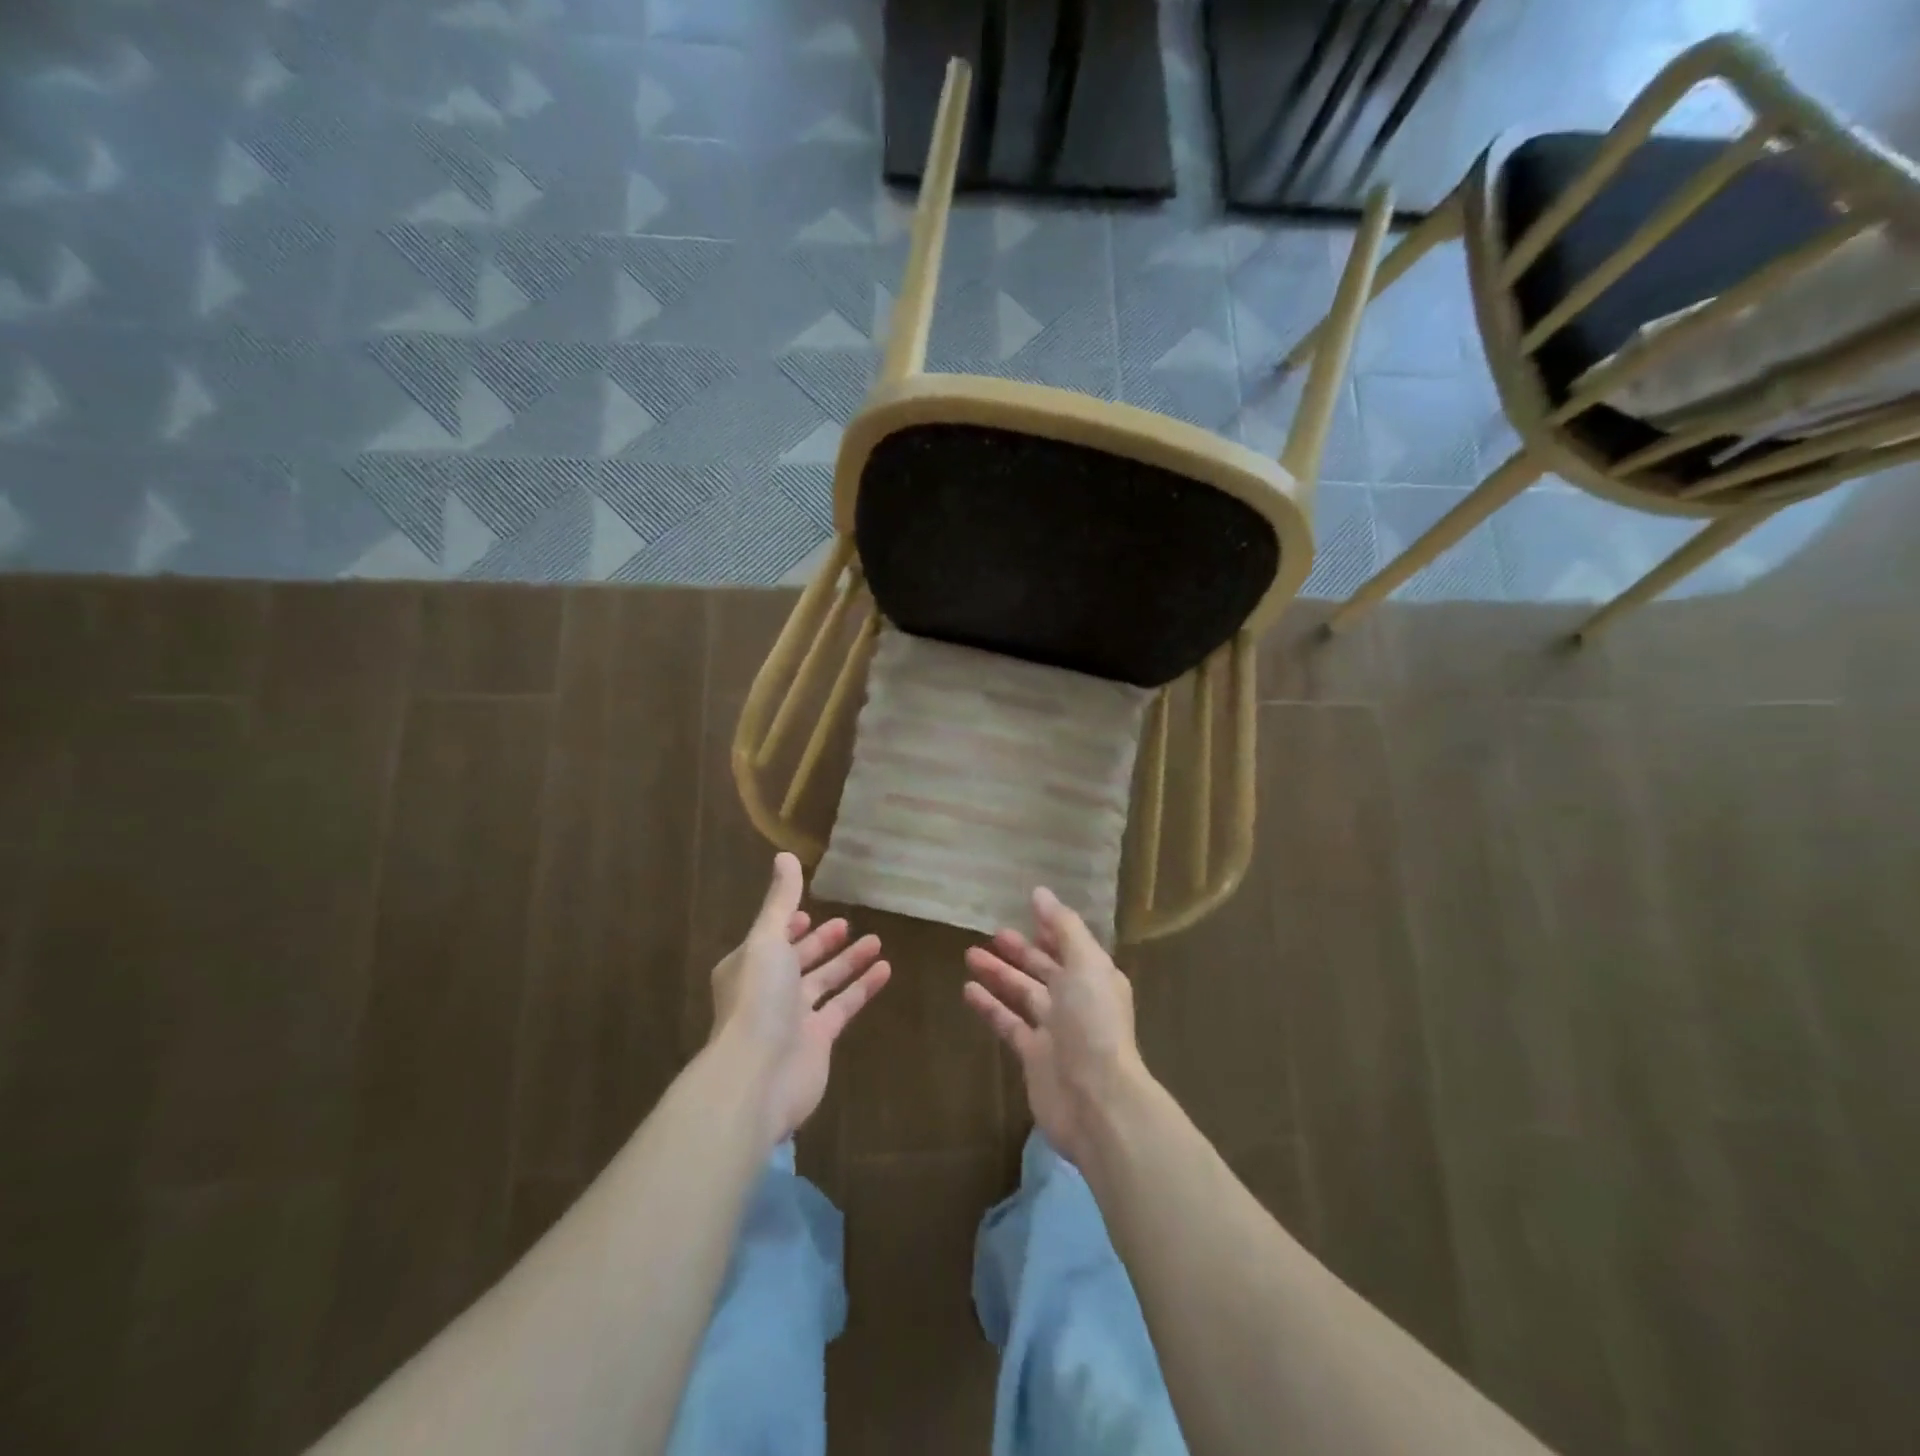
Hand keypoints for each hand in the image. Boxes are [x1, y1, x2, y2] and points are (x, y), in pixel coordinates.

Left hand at [710, 853, 890, 1146]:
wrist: (758, 1076)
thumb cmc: (758, 999)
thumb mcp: (767, 940)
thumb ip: (781, 901)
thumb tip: (785, 856)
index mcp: (749, 965)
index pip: (773, 938)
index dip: (791, 925)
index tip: (811, 911)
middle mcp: (769, 990)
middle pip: (799, 961)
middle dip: (821, 943)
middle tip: (848, 924)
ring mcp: (794, 1018)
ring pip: (825, 983)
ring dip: (848, 962)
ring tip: (876, 941)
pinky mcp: (818, 1040)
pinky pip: (844, 1006)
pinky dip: (863, 988)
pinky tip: (886, 969)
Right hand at [963, 887, 1146, 1166]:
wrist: (1096, 1100)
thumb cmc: (1093, 1024)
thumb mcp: (1084, 964)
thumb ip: (1063, 927)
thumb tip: (1040, 892)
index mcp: (1094, 976)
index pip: (1070, 945)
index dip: (1050, 928)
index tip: (1026, 909)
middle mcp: (1076, 1000)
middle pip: (1044, 968)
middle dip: (1020, 950)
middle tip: (993, 933)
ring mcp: (1054, 1030)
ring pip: (1022, 993)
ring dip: (999, 974)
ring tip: (970, 954)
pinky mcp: (1033, 1055)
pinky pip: (1008, 1023)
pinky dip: (990, 1006)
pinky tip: (968, 989)